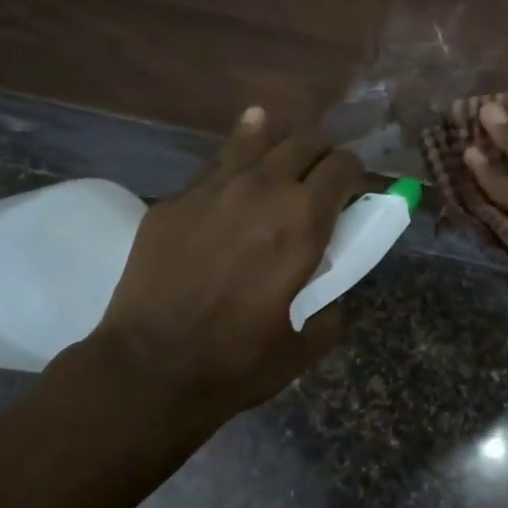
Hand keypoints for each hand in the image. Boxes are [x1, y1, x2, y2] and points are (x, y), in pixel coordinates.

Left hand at [71, 107, 364, 420]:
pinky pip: (214, 167)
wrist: (150, 368)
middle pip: (305, 142)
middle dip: (322, 156)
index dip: (356, 175)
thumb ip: (330, 302)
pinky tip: (237, 165)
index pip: (344, 167)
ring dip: (278, 146)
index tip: (354, 192)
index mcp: (304, 221)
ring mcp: (212, 189)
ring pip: (257, 140)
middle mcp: (263, 189)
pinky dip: (235, 161)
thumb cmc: (237, 362)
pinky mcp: (174, 200)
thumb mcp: (307, 342)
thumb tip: (326, 282)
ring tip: (281, 156)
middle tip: (321, 180)